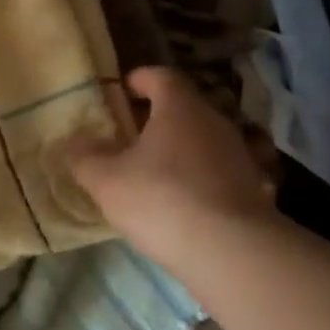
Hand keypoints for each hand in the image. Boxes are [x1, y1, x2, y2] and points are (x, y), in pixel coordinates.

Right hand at [68, 66, 276, 272]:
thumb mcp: (106, 181)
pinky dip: (200, 179)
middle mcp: (215, 122)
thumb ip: (85, 157)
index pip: (161, 76)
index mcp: (180, 107)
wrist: (234, 253)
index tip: (121, 90)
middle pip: (184, 107)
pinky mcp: (254, 190)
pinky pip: (219, 173)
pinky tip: (183, 204)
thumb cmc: (163, 200)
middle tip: (129, 135)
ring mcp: (240, 156)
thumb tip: (74, 142)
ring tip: (153, 172)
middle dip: (157, 117)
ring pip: (203, 140)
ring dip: (180, 150)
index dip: (139, 79)